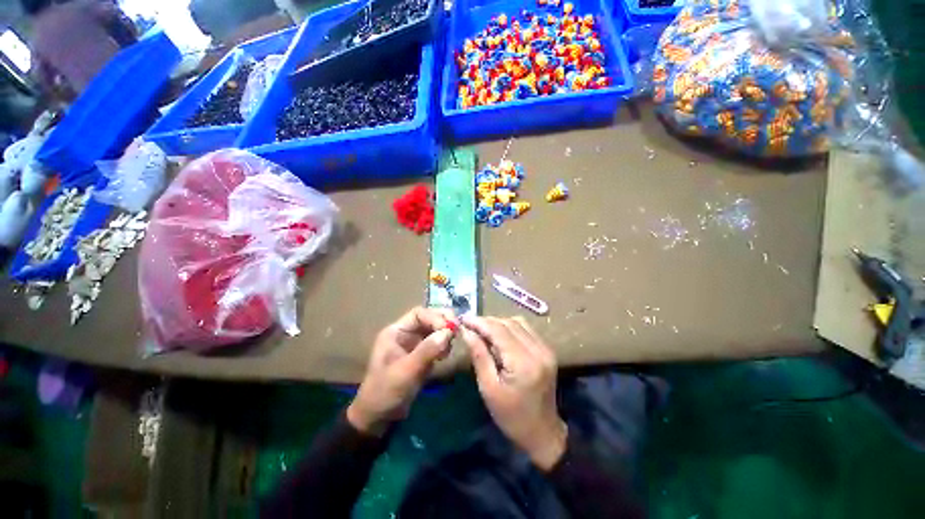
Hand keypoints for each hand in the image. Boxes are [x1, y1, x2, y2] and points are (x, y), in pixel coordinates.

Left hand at [347, 307, 457, 435]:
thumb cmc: (385, 392)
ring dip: (445, 333)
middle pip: (428, 318)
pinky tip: (446, 355)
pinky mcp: (421, 355)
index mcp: (396, 331)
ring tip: (450, 345)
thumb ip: (426, 351)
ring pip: (434, 330)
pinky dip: (444, 345)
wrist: (378, 418)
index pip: (419, 314)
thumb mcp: (406, 371)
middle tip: (457, 329)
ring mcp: (414, 344)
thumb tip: (448, 332)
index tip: (449, 329)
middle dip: (443, 322)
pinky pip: (436, 343)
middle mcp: (405, 334)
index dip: (435, 318)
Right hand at [461, 316, 566, 470]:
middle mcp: (538, 350)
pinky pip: (526, 329)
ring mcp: (545, 349)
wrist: (542, 432)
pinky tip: (499, 335)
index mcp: (523, 363)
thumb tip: (466, 331)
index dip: (480, 322)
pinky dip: (510, 327)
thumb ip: (479, 355)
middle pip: (509, 323)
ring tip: (482, 330)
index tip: (463, 319)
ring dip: (498, 323)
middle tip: (470, 325)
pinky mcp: (547, 350)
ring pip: (518, 322)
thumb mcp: (488, 388)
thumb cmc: (511, 416)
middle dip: (487, 321)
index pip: (499, 330)